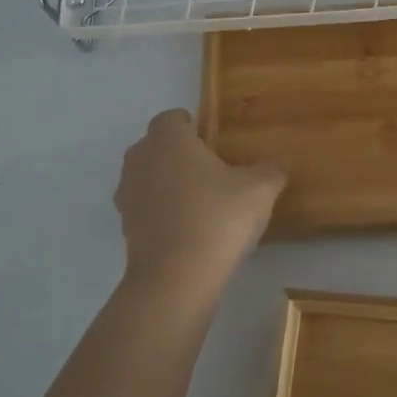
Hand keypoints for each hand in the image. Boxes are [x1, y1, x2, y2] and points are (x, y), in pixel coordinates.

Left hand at [114, 109, 285, 294]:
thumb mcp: (260, 190)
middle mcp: (140, 160)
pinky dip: (162, 212)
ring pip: (148, 177)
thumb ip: (269, 170)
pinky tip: (189, 229)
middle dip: (179, 154)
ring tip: (201, 202)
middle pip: (156, 146)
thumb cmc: (217, 218)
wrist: (176, 278)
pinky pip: (146, 207)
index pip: (172, 118)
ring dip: (168, 183)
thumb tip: (270, 167)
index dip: (193, 126)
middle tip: (212, 171)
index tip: (215, 143)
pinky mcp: (126, 227)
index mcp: (168, 140)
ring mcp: (128, 195)